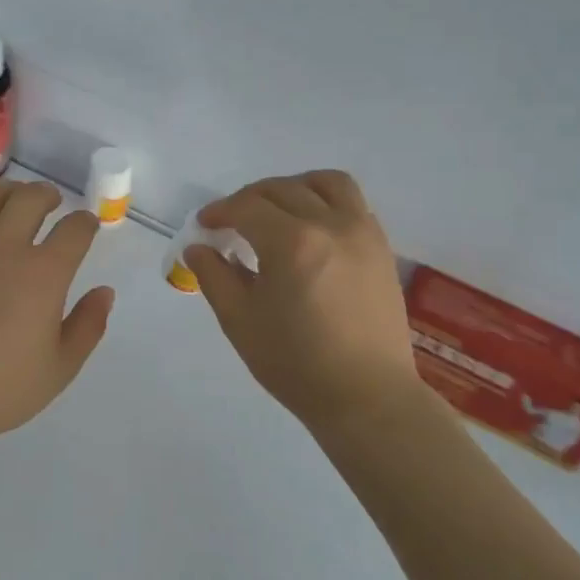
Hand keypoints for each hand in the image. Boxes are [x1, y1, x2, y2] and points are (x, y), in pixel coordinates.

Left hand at [0, 180, 114, 449]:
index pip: (74, 231)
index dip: (86, 223)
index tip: (86, 226)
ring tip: (14, 198)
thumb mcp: (59, 369)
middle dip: (48, 195)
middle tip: (52, 202)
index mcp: (43, 274)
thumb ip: (87, 326)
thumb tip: (104, 292)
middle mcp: (4, 247)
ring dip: (9, 191)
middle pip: (31, 198)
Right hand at [187, 171, 416, 427]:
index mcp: (291, 242)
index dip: (219, 211)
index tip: (205, 226)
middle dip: (249, 199)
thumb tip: (199, 247)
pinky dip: (325, 201)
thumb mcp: (240, 321)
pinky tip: (311, 228)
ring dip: (293, 187)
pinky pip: (352, 203)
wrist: (366, 397)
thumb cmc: (296, 363)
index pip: (246, 207)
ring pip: (325, 183)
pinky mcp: (380, 247)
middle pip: (282, 189)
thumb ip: (214, 276)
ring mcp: (362, 232)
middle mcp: (329, 224)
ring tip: (277, 209)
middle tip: (231, 222)